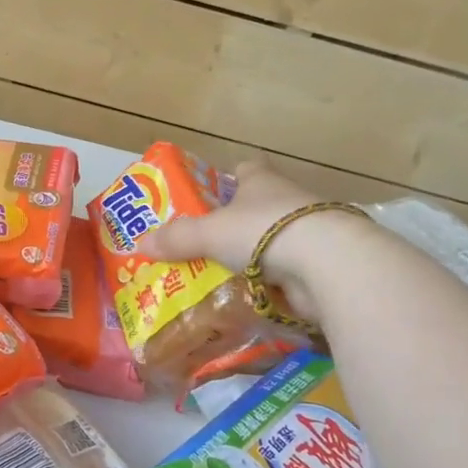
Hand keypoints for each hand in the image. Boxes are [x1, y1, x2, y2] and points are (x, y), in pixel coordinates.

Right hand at [135, 161, 365, 326]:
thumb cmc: (263, 231)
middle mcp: (288, 201)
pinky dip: (272, 284)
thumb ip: (176, 239)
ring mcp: (308, 233)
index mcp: (262, 182)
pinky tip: (250, 299)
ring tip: (222, 277)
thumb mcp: (209, 233)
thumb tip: (139, 244)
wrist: (327, 263)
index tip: (214, 194)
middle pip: (260, 207)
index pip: (247, 169)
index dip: (231, 177)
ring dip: (256, 257)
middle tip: (206, 244)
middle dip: (237, 224)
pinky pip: (288, 273)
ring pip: (275, 242)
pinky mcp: (321, 265)